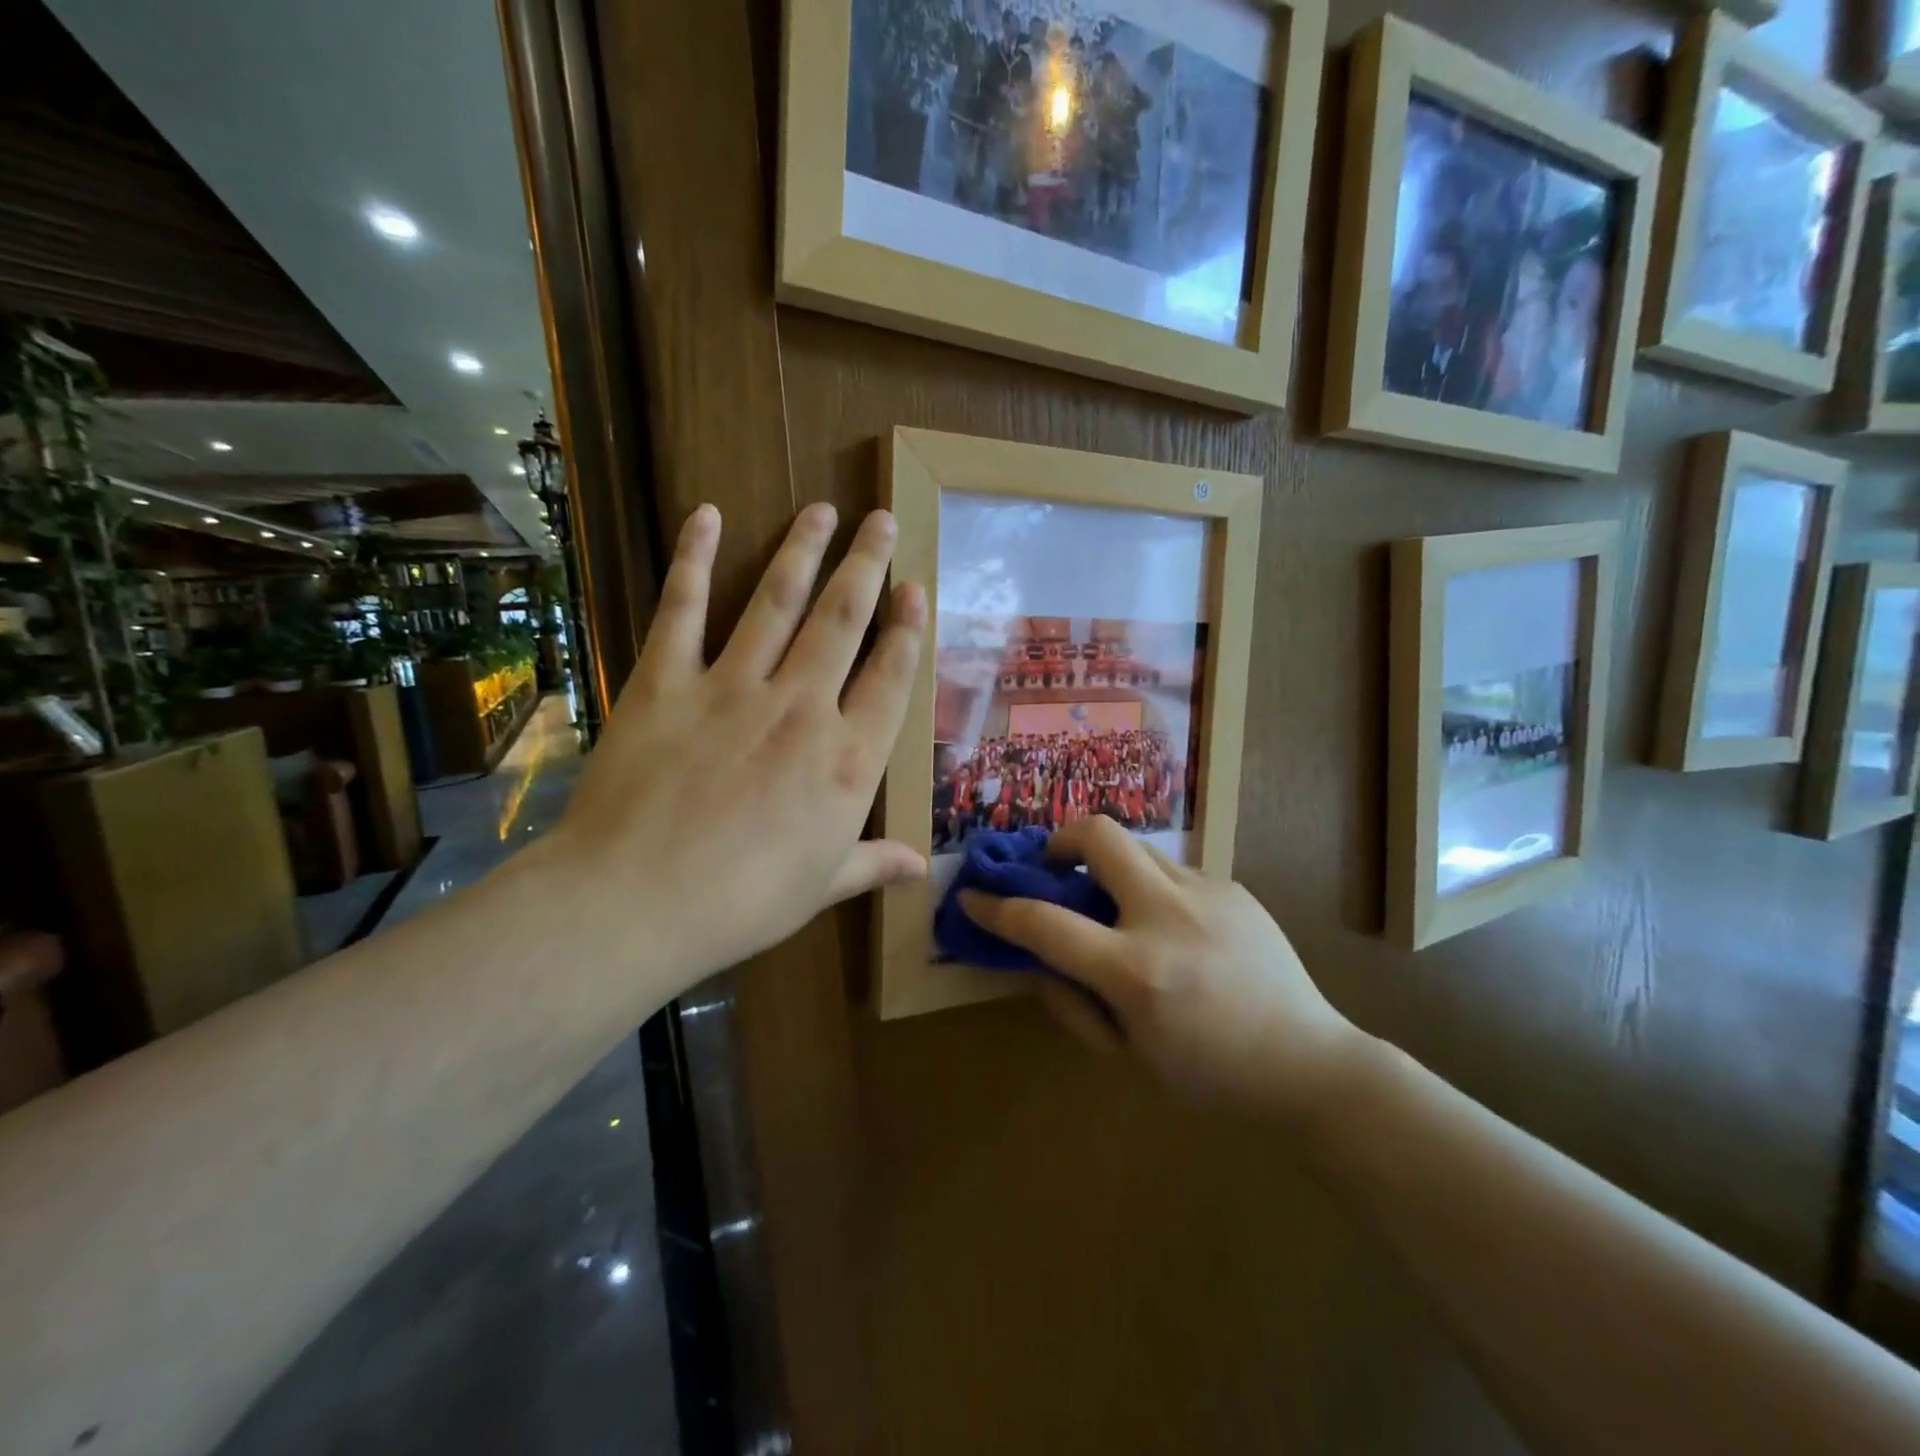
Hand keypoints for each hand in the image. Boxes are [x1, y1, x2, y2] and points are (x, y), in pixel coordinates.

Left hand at [550, 502, 925, 980]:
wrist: (637, 902)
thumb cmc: (742, 903)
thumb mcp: (820, 887)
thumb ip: (873, 864)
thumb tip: (922, 867)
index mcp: (847, 760)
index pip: (891, 678)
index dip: (907, 630)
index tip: (915, 590)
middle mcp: (801, 707)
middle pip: (843, 621)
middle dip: (867, 565)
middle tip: (882, 520)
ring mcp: (732, 686)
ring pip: (778, 601)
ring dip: (803, 550)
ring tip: (823, 510)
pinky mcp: (666, 681)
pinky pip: (682, 608)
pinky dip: (693, 557)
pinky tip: (707, 514)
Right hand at [960, 817, 1366, 1122]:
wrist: (1310, 1065)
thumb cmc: (1210, 1075)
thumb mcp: (1128, 1051)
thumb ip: (1072, 1000)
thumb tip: (1036, 955)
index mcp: (1137, 971)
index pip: (1044, 923)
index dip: (997, 907)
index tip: (974, 897)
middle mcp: (1168, 916)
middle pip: (1098, 834)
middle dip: (1061, 839)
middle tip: (1056, 867)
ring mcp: (1206, 893)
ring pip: (1137, 846)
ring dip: (1110, 866)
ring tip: (1117, 904)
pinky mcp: (1233, 886)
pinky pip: (1173, 871)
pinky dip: (1152, 888)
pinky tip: (1172, 927)